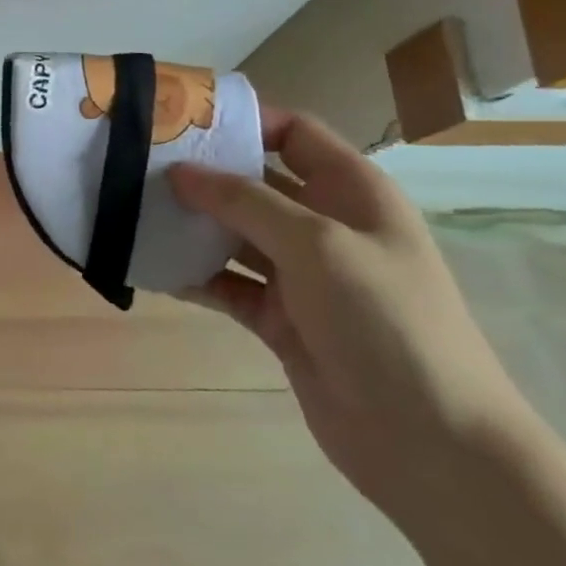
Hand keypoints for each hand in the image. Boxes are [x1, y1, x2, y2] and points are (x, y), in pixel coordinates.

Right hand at [169, 108, 530, 522]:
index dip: (242, 120)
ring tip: (134, 211)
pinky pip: (228, 284)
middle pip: (255, 182)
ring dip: (192, 225)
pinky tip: (152, 267)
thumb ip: (244, 201)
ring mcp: (302, 276)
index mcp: (352, 191)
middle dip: (203, 174)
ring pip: (235, 234)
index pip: (293, 132)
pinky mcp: (281, 319)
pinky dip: (195, 276)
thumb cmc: (385, 321)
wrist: (431, 446)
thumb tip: (179, 171)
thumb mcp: (317, 245)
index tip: (180, 119)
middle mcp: (326, 225)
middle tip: (139, 165)